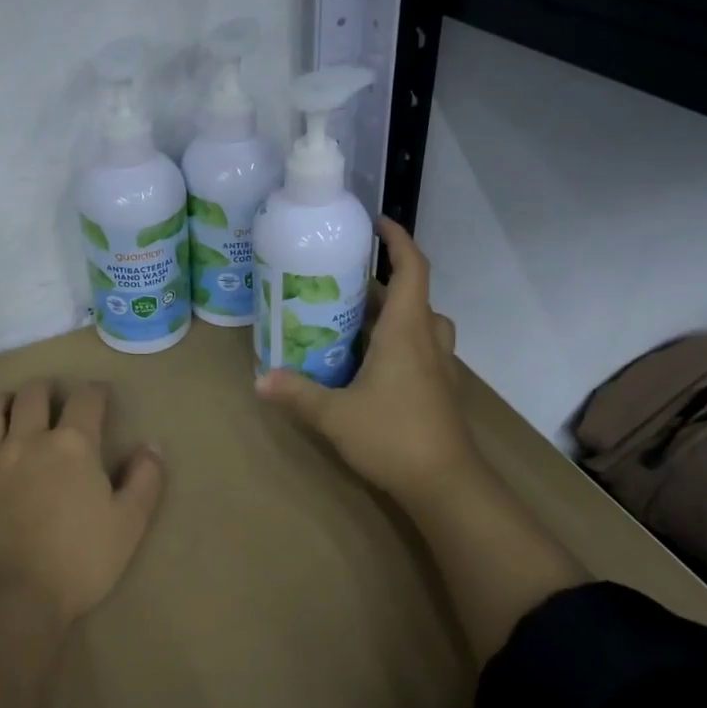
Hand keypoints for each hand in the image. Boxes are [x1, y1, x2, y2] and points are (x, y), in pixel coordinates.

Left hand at [0, 380, 164, 624]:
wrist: (8, 602)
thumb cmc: (77, 563)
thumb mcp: (129, 525)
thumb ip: (145, 480)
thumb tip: (151, 446)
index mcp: (72, 445)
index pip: (86, 399)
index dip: (96, 392)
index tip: (101, 396)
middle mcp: (27, 440)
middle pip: (33, 395)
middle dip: (47, 389)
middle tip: (54, 398)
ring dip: (3, 403)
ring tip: (11, 408)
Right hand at [256, 216, 484, 505]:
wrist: (447, 485)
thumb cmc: (393, 436)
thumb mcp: (335, 414)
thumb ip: (296, 394)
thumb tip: (258, 379)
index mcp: (406, 331)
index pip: (412, 269)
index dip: (399, 239)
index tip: (377, 222)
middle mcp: (428, 340)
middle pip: (414, 294)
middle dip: (384, 280)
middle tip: (345, 280)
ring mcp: (439, 366)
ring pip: (422, 323)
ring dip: (395, 312)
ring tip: (358, 319)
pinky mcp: (440, 389)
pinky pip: (422, 349)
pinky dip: (400, 342)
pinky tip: (372, 364)